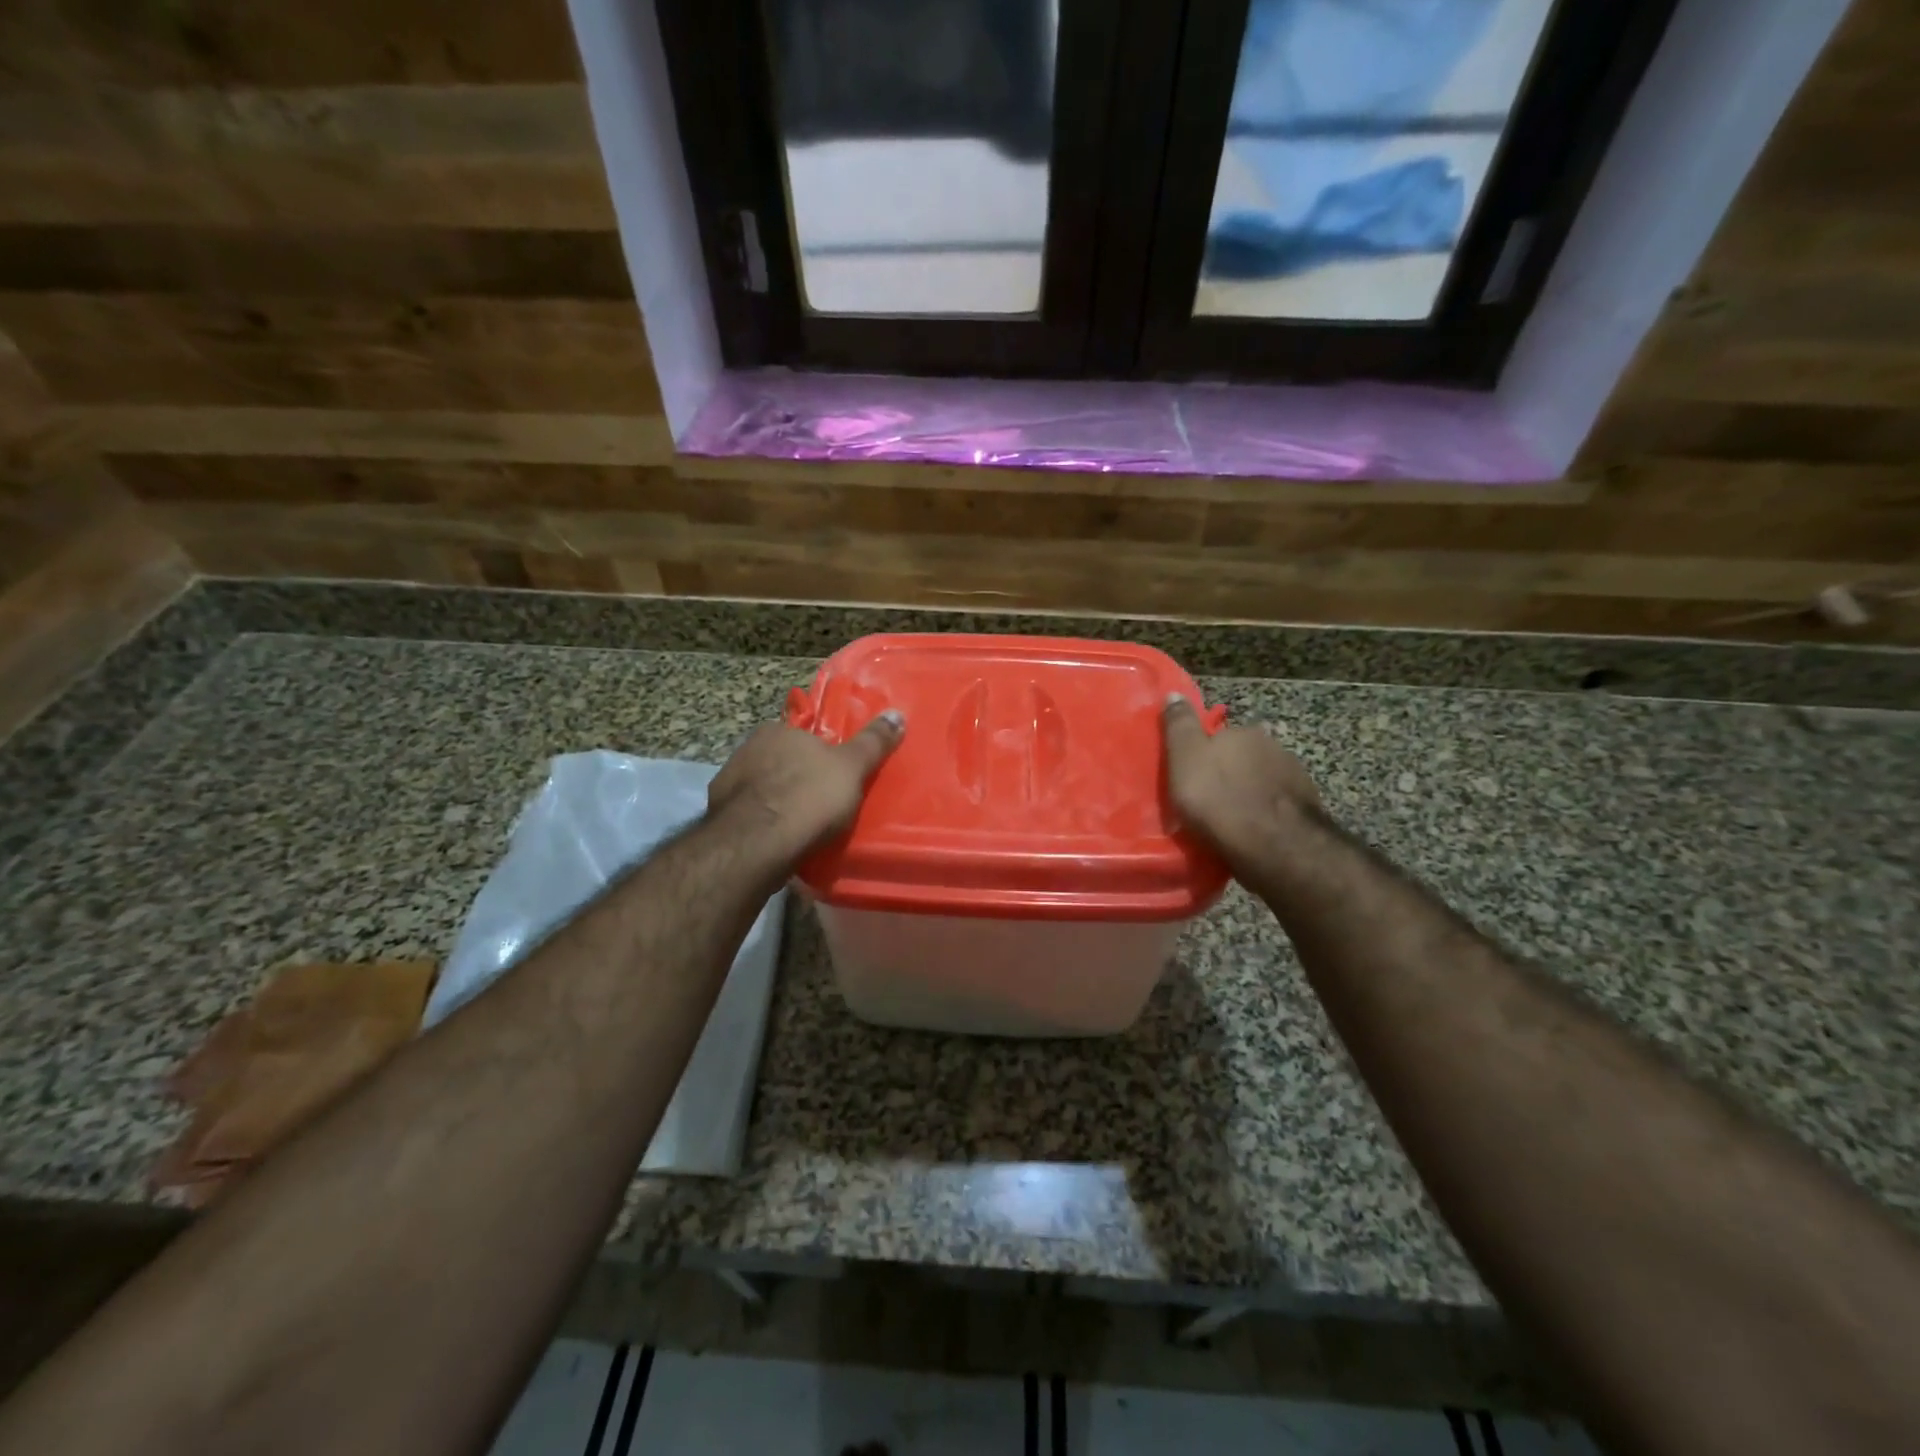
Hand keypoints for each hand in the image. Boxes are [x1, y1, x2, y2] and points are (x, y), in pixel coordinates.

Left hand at [708, 710, 904, 860]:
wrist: (757, 843)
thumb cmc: (810, 797)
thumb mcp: (853, 767)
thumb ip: (873, 742)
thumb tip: (897, 713)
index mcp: (778, 730)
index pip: (802, 734)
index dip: (818, 753)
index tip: (832, 774)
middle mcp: (748, 748)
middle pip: (780, 760)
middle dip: (796, 777)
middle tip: (819, 802)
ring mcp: (728, 781)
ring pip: (761, 787)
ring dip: (776, 801)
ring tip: (799, 826)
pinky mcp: (717, 813)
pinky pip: (747, 814)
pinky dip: (761, 823)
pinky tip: (775, 840)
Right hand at [1163, 696, 1320, 858]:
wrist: (1274, 844)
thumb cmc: (1219, 798)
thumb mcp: (1185, 758)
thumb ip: (1179, 726)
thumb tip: (1174, 694)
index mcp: (1242, 732)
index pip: (1219, 735)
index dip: (1204, 755)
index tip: (1192, 776)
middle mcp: (1273, 746)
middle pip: (1243, 757)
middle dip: (1230, 773)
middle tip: (1209, 800)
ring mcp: (1294, 776)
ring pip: (1262, 781)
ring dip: (1249, 793)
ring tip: (1232, 820)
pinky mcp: (1308, 807)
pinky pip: (1277, 806)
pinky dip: (1265, 814)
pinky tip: (1254, 832)